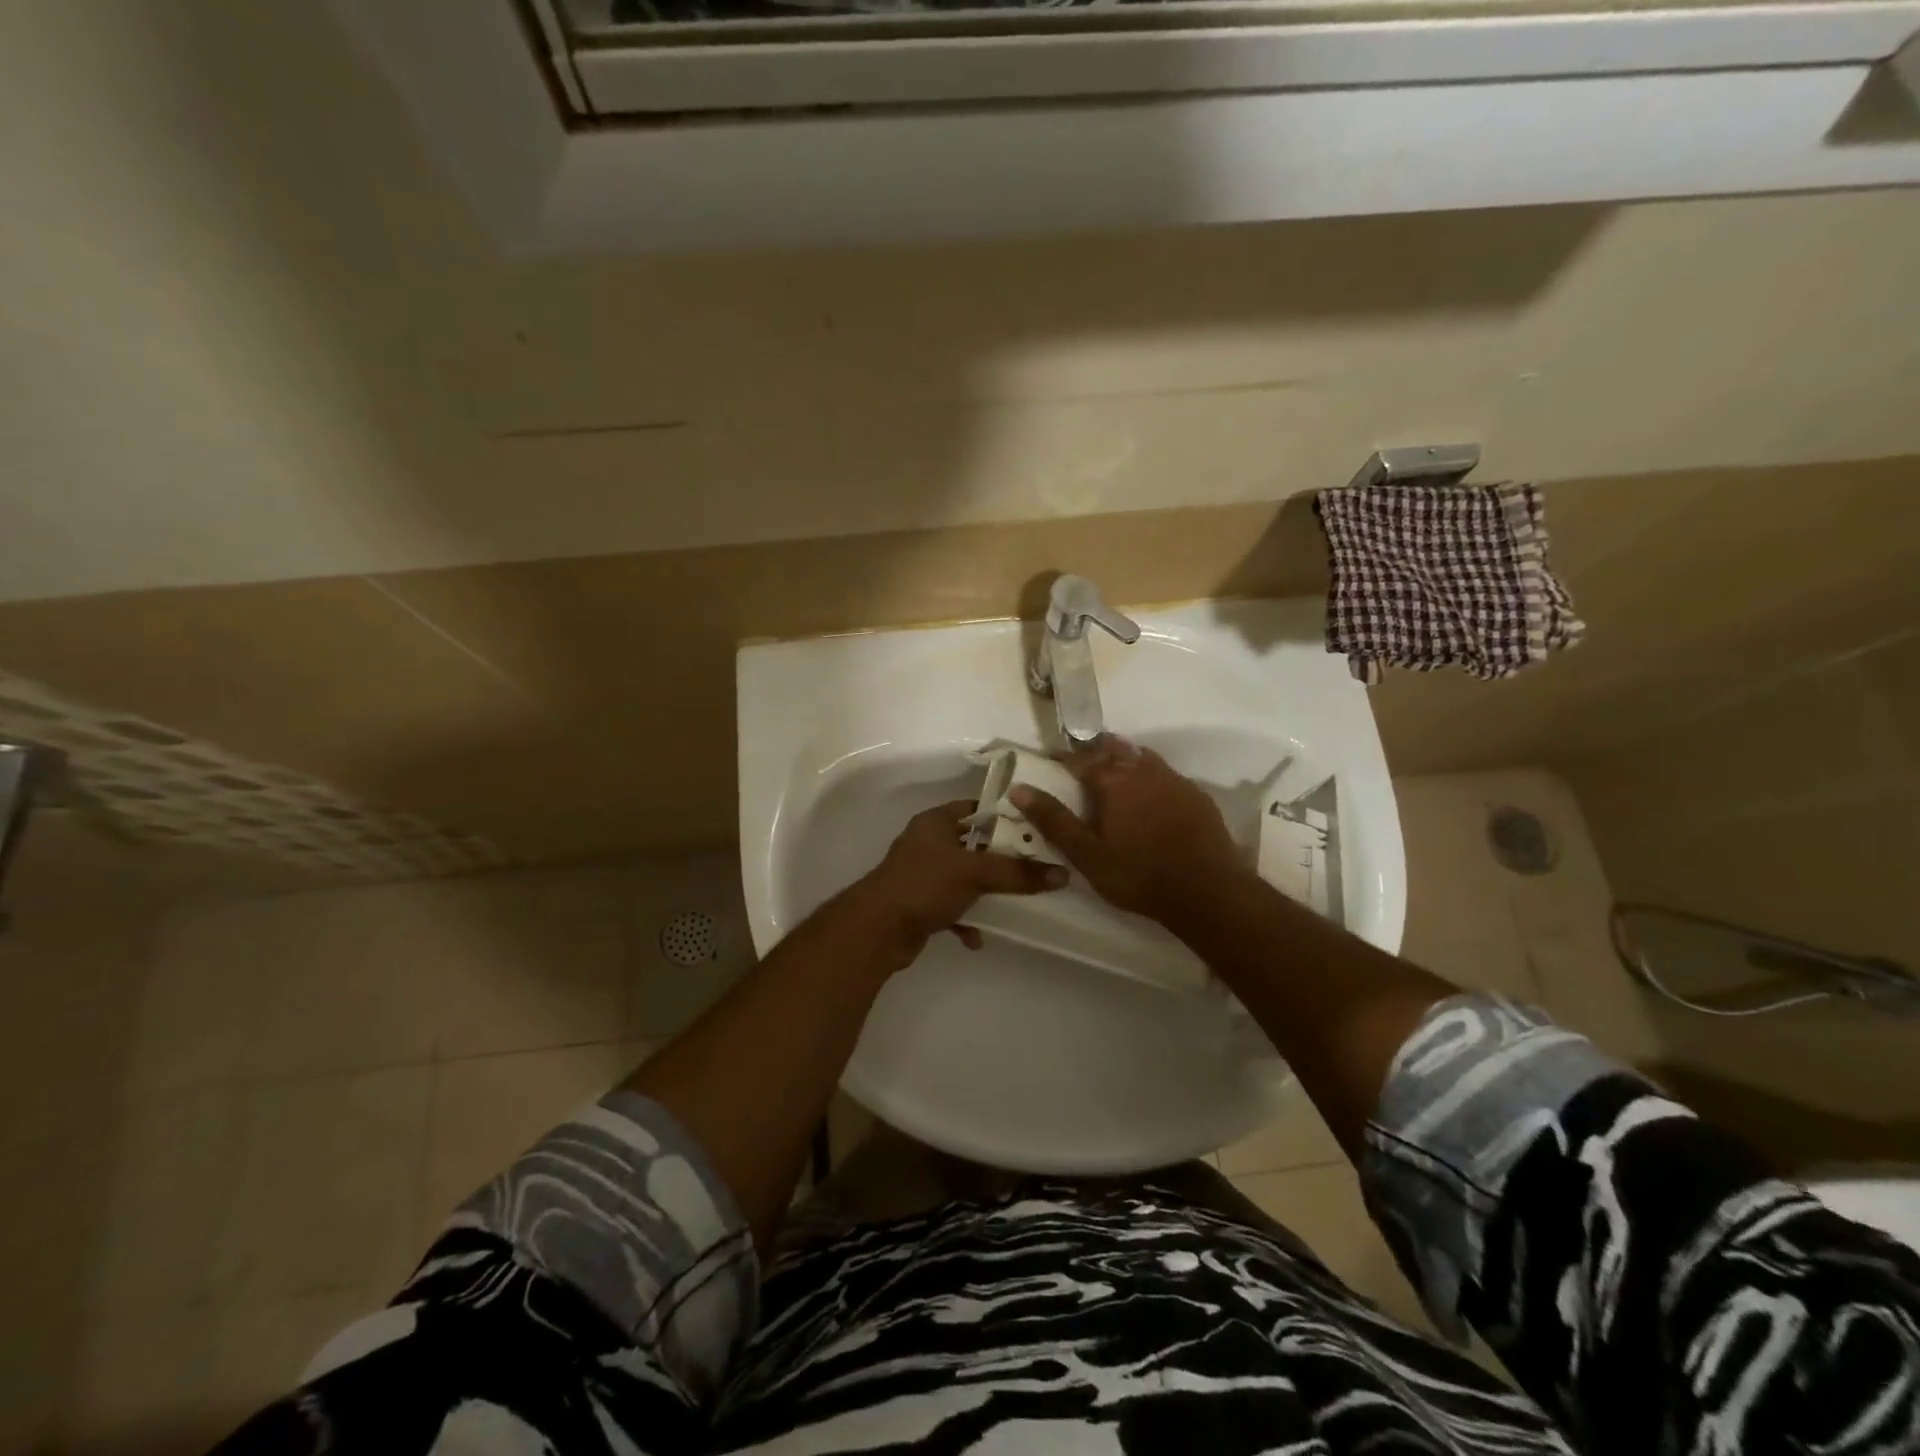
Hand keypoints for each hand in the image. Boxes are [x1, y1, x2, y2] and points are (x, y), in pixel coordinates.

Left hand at [836, 800, 1065, 973]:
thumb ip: (1017, 873)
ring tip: (1014, 903)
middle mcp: (927, 844)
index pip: (974, 809)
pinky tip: (977, 938)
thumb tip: (1062, 874)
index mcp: (935, 823)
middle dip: (1000, 860)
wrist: (877, 930)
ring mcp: (922, 876)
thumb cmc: (924, 885)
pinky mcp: (919, 906)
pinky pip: (951, 908)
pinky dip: (966, 920)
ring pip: (963, 879)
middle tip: (1035, 867)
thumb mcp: (975, 873)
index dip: (1002, 816)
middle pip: (973, 847)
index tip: (1034, 827)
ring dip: (984, 893)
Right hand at [1009, 739, 1246, 923]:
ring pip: (1144, 757)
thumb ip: (1054, 820)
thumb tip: (1019, 789)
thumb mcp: (1087, 854)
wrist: (1206, 890)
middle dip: (1096, 750)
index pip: (1081, 760)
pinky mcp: (1197, 796)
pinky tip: (1153, 792)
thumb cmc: (1138, 875)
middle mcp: (1143, 771)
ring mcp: (1174, 781)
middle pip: (1115, 750)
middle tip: (1083, 758)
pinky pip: (1168, 774)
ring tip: (1116, 766)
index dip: (1064, 758)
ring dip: (1126, 757)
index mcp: (1113, 782)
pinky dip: (1152, 775)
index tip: (1051, 758)